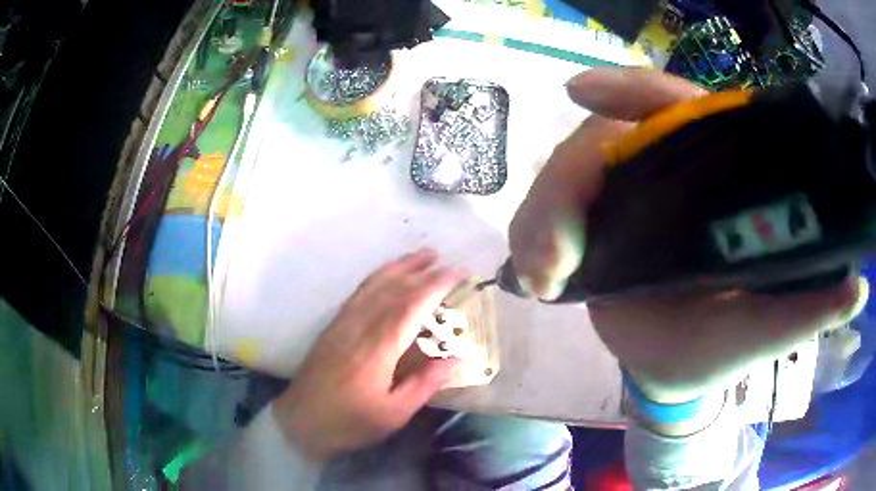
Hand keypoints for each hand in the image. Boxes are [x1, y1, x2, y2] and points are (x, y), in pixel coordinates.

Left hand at [273, 249, 461, 460]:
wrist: (301, 420)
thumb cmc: (350, 422)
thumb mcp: (393, 413)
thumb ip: (425, 383)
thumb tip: (458, 358)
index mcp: (378, 348)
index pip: (411, 306)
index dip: (435, 286)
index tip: (457, 273)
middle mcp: (360, 326)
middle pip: (392, 289)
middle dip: (419, 270)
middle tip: (443, 258)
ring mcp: (343, 323)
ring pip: (373, 286)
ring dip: (397, 267)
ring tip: (419, 256)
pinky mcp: (333, 326)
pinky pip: (357, 293)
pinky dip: (376, 278)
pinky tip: (385, 277)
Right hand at [509, 68, 866, 415]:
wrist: (674, 371)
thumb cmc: (725, 350)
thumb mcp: (767, 331)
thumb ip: (807, 310)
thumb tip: (856, 289)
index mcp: (717, 178)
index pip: (677, 108)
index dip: (630, 90)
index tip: (579, 92)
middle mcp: (667, 171)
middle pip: (603, 139)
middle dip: (569, 187)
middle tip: (556, 259)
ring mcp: (625, 195)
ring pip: (566, 175)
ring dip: (542, 222)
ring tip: (543, 280)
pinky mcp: (593, 222)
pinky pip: (548, 211)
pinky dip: (533, 236)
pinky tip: (535, 279)